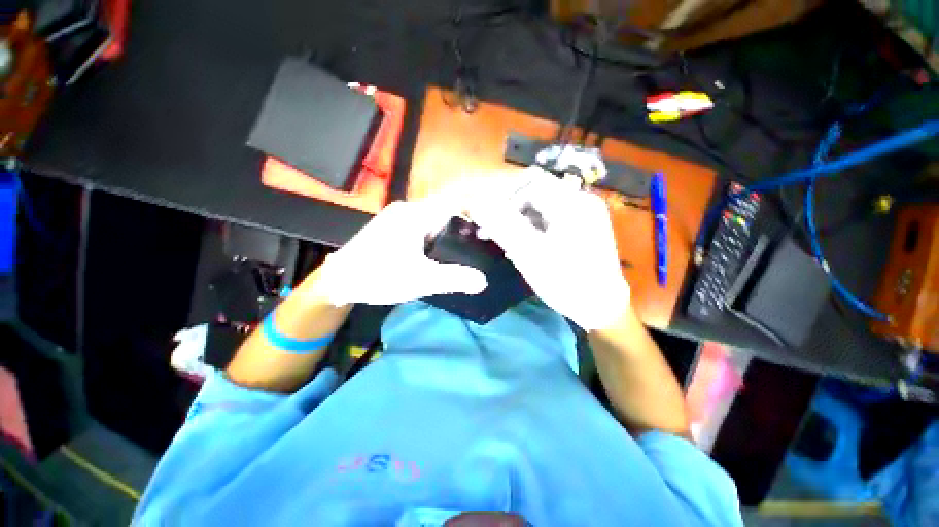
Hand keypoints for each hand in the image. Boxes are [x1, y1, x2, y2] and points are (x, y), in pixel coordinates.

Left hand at [316, 197, 487, 305]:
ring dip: (453, 231)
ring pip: (436, 220)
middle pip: (446, 211)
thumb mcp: (420, 280)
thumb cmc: (379, 276)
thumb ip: (454, 279)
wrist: (339, 281)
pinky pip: (425, 228)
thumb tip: (483, 281)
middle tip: (486, 240)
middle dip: (466, 223)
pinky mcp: (396, 229)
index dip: (475, 208)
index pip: (454, 201)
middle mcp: (409, 210)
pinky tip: (446, 252)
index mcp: (416, 214)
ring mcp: (401, 219)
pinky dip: (439, 237)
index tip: (493, 222)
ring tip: (470, 247)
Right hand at [468, 170, 629, 329]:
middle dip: (509, 210)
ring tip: (505, 243)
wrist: (602, 308)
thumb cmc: (566, 282)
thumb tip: (476, 202)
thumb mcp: (530, 254)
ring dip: (518, 221)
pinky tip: (522, 246)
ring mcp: (583, 214)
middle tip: (491, 232)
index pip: (530, 181)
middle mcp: (580, 201)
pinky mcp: (581, 227)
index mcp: (572, 203)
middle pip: (535, 192)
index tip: (489, 220)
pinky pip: (549, 218)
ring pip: (540, 207)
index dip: (504, 196)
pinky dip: (531, 229)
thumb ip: (503, 225)